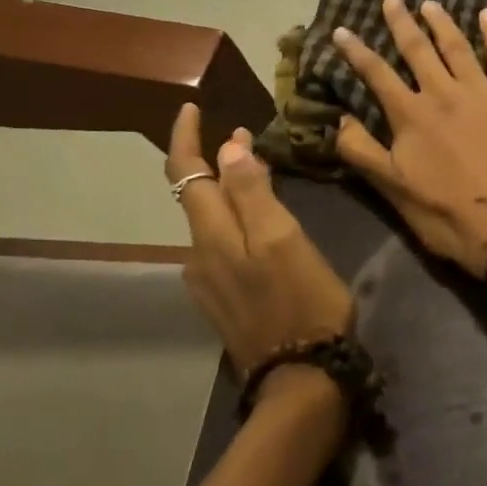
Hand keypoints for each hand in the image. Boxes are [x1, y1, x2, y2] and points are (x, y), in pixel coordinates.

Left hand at [165, 106, 355, 386]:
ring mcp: (207, 281)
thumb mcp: (284, 239)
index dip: (185, 138)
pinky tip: (259, 224)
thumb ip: (253, 193)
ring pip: (210, 221)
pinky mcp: (221, 300)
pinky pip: (220, 245)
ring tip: (258, 173)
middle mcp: (199, 255)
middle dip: (213, 160)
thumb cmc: (302, 300)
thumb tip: (227, 147)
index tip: (191, 107)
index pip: (187, 174)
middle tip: (245, 135)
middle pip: (195, 196)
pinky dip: (233, 220)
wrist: (300, 378)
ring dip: (227, 190)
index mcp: (213, 236)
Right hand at [334, 0, 486, 273]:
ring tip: (430, 4)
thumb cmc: (449, 215)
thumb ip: (363, 152)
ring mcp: (482, 91)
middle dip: (401, 23)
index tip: (342, 30)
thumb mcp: (394, 191)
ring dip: (442, 22)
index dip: (357, 51)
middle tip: (392, 0)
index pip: (377, 74)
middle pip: (418, 50)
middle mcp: (443, 93)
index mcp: (411, 115)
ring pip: (457, 46)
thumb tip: (338, 120)